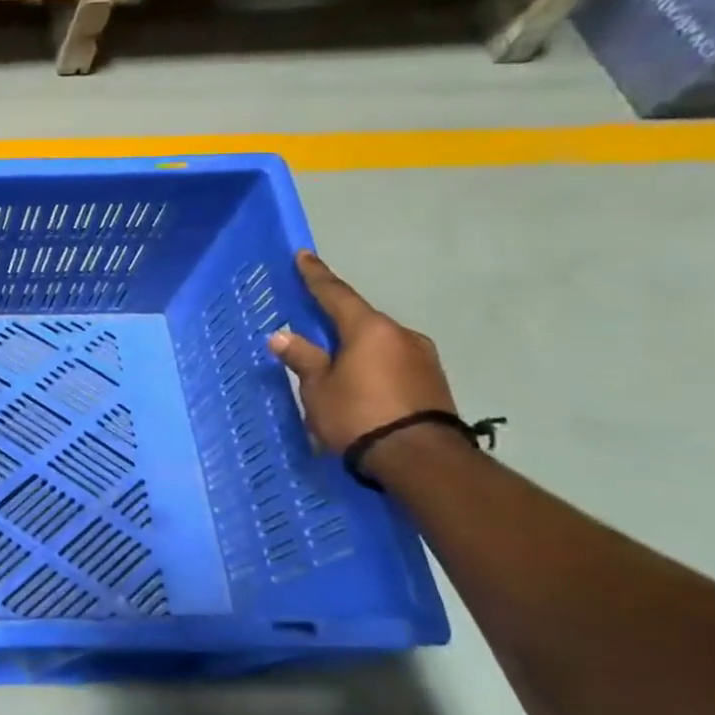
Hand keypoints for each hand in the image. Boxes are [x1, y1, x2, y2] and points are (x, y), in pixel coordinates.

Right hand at [266, 251, 455, 454]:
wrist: (420, 459)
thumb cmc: (358, 415)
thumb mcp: (318, 388)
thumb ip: (303, 358)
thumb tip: (283, 336)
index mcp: (369, 329)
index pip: (336, 294)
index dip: (316, 276)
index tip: (304, 256)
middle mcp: (401, 335)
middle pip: (360, 320)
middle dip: (336, 321)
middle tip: (312, 324)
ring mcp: (422, 359)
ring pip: (378, 344)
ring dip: (355, 348)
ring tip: (334, 366)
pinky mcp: (432, 382)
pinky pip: (392, 364)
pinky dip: (372, 367)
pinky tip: (359, 384)